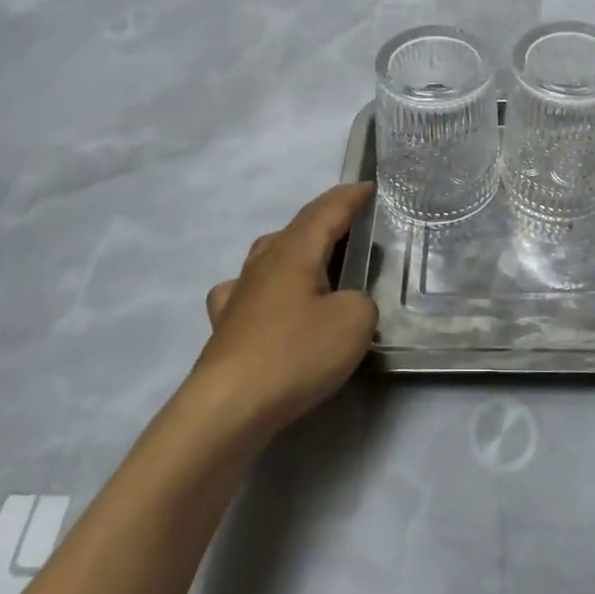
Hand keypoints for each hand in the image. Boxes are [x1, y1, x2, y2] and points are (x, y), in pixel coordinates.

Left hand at [193, 183, 377, 438]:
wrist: (228, 406)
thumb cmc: (295, 353)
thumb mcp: (354, 322)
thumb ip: (361, 302)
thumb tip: (347, 303)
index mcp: (296, 251)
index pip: (327, 211)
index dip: (350, 198)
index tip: (368, 187)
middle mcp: (264, 262)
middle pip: (297, 228)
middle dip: (326, 220)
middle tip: (352, 224)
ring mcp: (240, 292)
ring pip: (269, 254)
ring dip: (296, 248)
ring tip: (316, 258)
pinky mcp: (226, 325)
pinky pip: (247, 290)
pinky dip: (265, 286)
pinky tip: (267, 300)